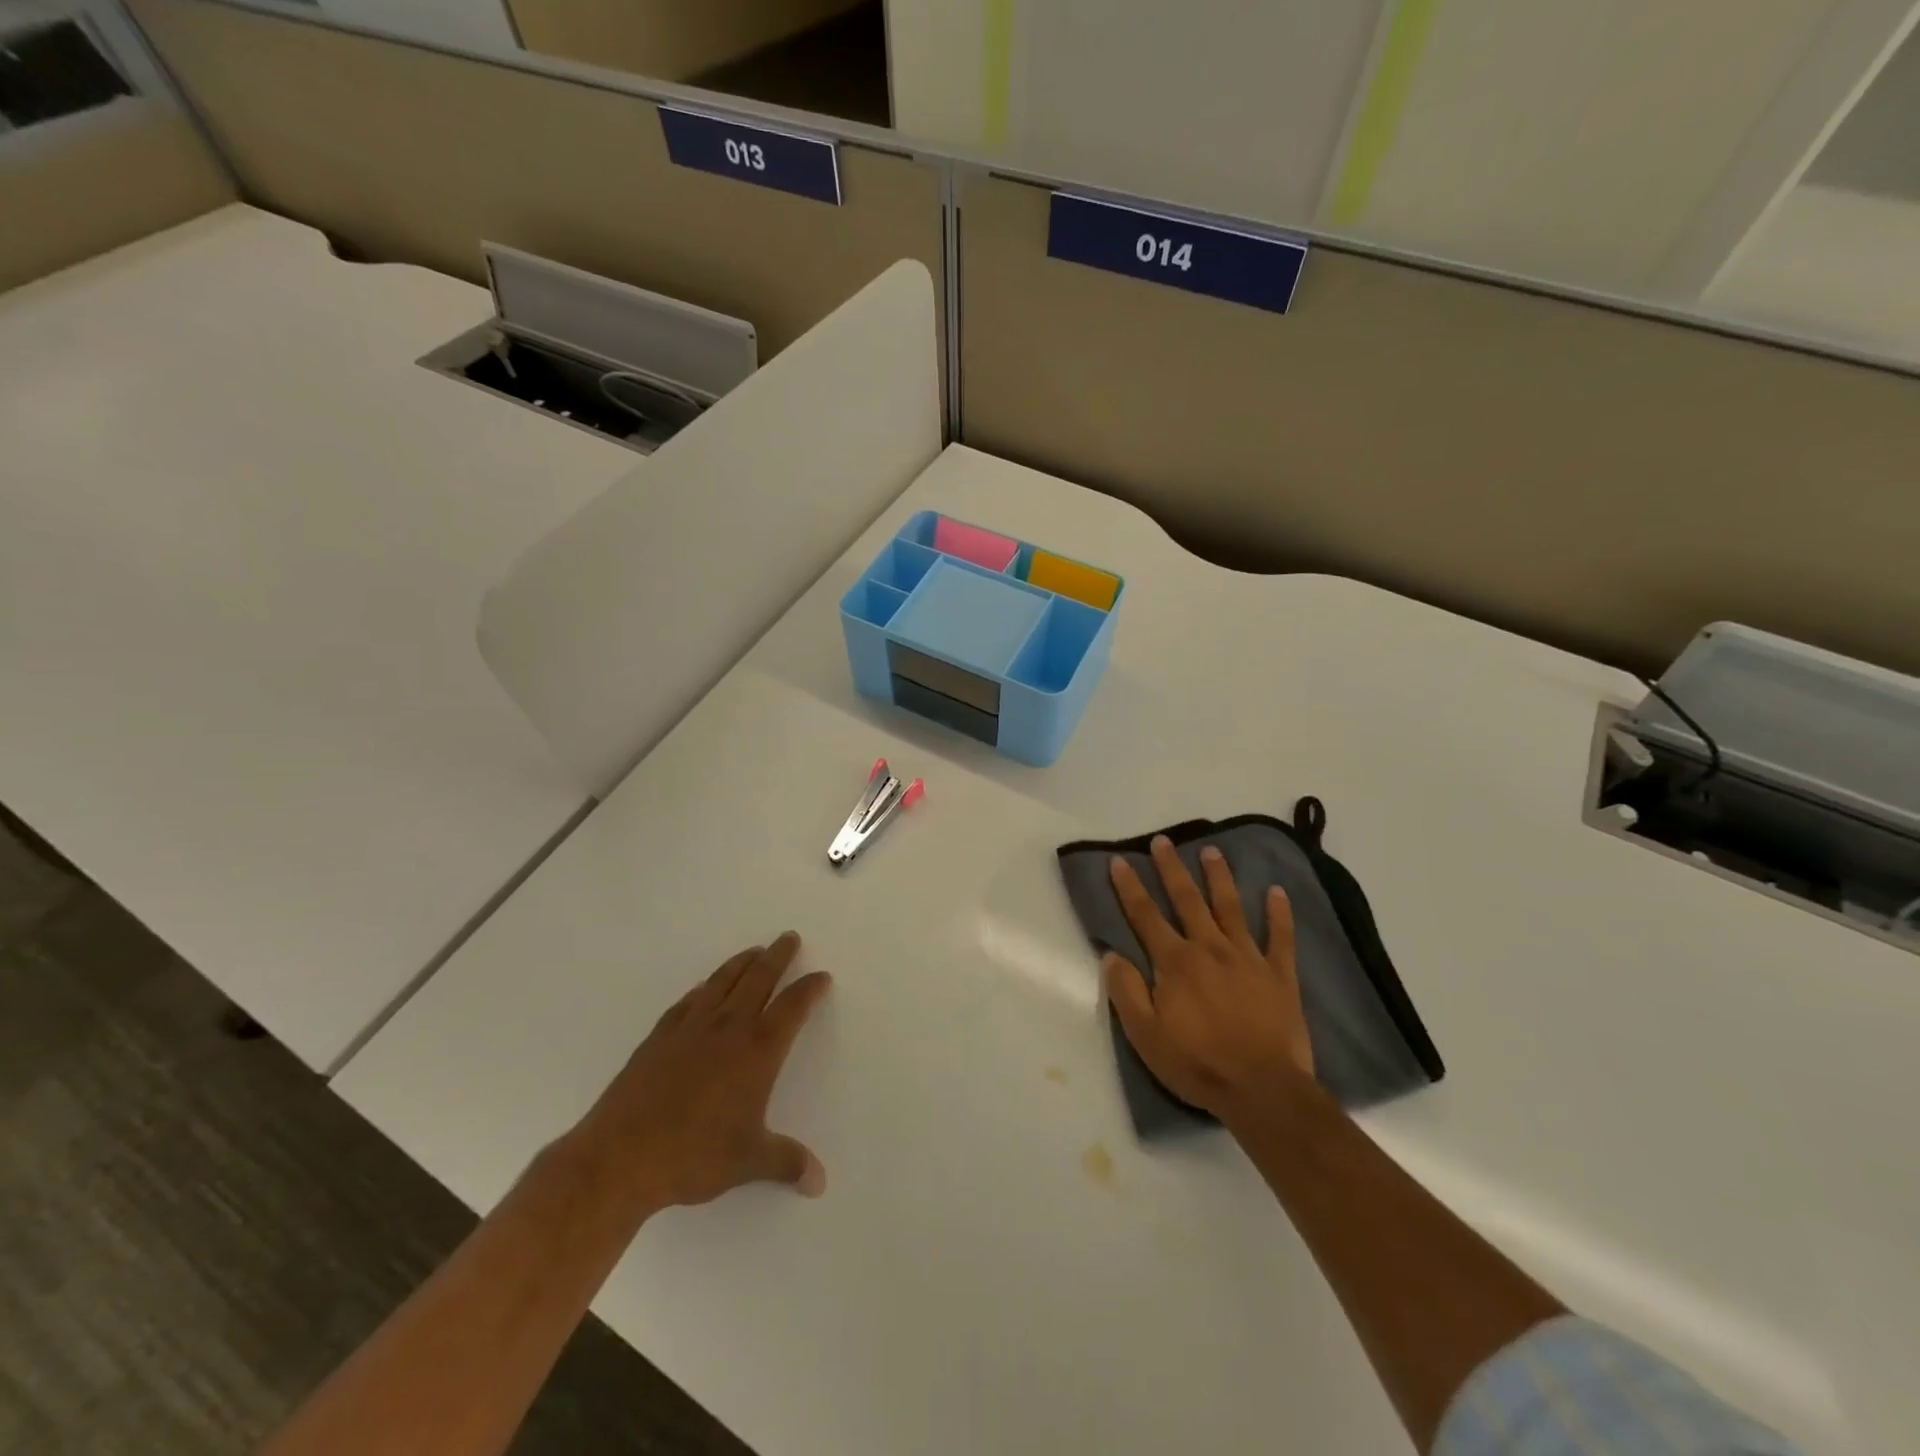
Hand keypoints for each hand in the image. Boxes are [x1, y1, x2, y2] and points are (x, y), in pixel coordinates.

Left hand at [575, 932, 831, 1214]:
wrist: (620, 1157)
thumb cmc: (693, 1155)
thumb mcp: (748, 1162)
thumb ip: (787, 1163)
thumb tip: (819, 1182)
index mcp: (757, 1051)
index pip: (792, 1007)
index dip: (809, 989)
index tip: (821, 977)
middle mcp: (727, 1028)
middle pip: (759, 979)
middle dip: (778, 956)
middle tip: (788, 937)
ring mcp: (690, 1028)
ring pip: (723, 982)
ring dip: (742, 962)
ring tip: (754, 951)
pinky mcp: (659, 1037)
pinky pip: (688, 1001)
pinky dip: (703, 988)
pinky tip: (703, 989)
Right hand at [1104, 836, 1313, 1121]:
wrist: (1263, 1090)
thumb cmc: (1197, 1064)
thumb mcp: (1145, 1036)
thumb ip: (1126, 991)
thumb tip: (1112, 955)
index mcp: (1175, 962)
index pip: (1146, 916)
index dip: (1130, 887)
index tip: (1120, 861)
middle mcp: (1210, 948)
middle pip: (1187, 900)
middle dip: (1172, 869)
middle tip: (1164, 841)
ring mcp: (1248, 958)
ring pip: (1230, 908)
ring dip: (1219, 878)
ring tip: (1212, 851)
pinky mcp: (1280, 975)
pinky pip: (1281, 937)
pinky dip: (1279, 913)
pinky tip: (1277, 891)